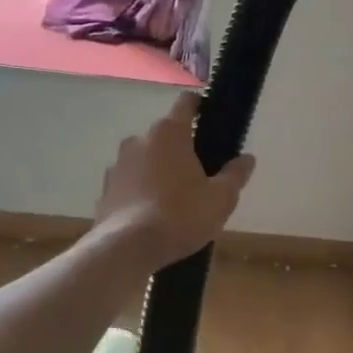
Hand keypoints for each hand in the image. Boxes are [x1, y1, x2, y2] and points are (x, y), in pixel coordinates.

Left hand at [92, 92, 255, 268]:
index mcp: (169, 134)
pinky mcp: (105, 190)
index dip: (200, 106)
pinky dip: (141, 191)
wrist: (125, 250)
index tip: (210, 118)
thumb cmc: (180, 215)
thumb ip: (235, 175)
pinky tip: (153, 215)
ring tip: (175, 198)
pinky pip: (130, 183)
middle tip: (200, 172)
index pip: (186, 103)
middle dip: (181, 148)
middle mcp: (140, 140)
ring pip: (145, 159)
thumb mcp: (221, 198)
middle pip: (166, 135)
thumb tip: (247, 159)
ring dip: (159, 170)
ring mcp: (118, 165)